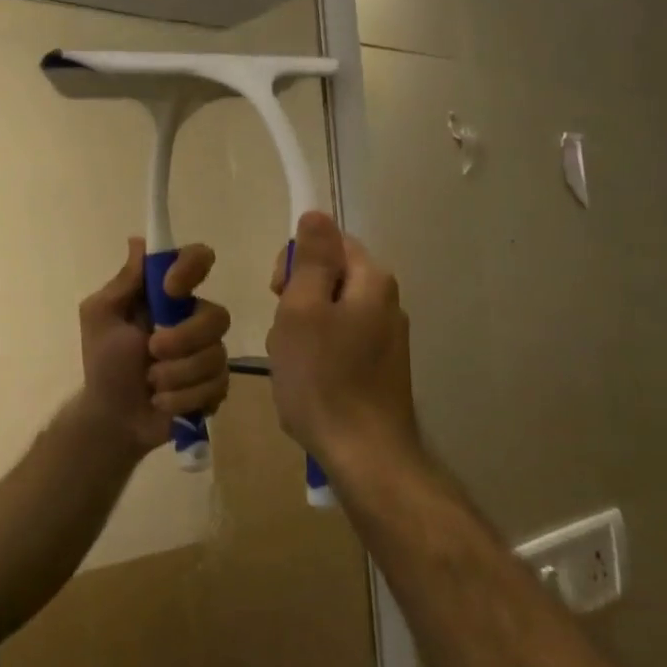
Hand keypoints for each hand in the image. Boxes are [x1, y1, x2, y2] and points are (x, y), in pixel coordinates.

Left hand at [77, 239, 231, 455]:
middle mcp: (193, 318)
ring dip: (176, 374)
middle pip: (217, 315)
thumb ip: (124, 282)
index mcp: (167, 296)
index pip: (198, 260)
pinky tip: (163, 402)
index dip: (192, 268)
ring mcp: (209, 352)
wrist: (112, 417)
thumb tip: (139, 241)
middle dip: (183, 339)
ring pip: (216, 355)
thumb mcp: (101, 316)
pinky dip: (183, 398)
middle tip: (151, 351)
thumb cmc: (103, 363)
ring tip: (152, 384)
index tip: (170, 289)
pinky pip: (217, 386)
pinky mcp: (216, 385)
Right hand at [266, 212, 415, 469]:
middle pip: (329, 278)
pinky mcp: (380, 368)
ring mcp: (386, 339)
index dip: (296, 261)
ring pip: (329, 314)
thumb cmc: (323, 378)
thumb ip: (312, 258)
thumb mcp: (303, 309)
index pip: (329, 242)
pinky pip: (339, 344)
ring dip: (302, 332)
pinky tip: (308, 382)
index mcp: (372, 281)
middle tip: (285, 335)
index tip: (279, 293)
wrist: (363, 454)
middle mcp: (387, 303)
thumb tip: (317, 213)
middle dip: (296, 300)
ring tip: (293, 365)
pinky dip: (317, 356)